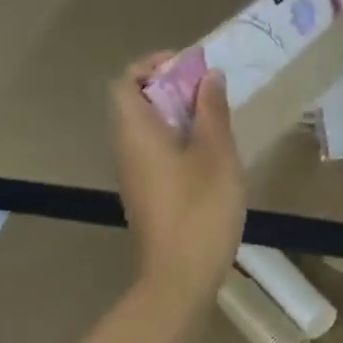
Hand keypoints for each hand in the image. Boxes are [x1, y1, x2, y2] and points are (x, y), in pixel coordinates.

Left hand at [110, 54, 245, 305]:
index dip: (154, 65)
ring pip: (148, 129)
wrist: (179, 277)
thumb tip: (208, 76)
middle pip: (136, 102)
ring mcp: (135, 174)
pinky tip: (211, 154)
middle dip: (172, 88)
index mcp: (136, 132)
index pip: (126, 81)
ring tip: (216, 119)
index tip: (190, 67)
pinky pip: (156, 151)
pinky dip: (178, 140)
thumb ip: (212, 111)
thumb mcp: (216, 154)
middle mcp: (126, 149)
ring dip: (178, 115)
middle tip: (211, 92)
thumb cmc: (200, 209)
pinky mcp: (147, 194)